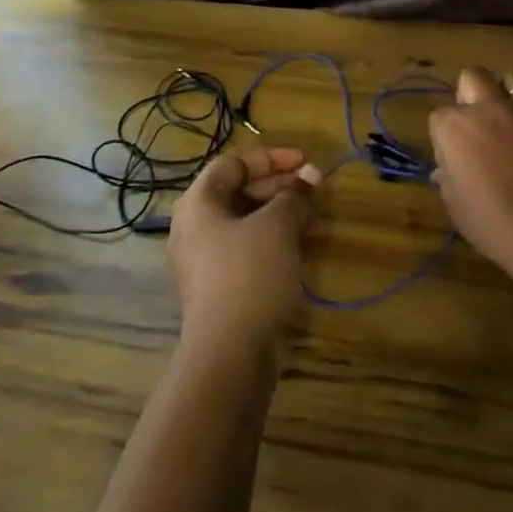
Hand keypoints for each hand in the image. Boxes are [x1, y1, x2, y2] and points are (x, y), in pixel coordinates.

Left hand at [168, 146, 321, 348]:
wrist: (229, 353)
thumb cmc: (249, 274)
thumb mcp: (277, 226)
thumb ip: (295, 195)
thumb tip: (309, 178)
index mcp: (198, 203)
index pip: (233, 163)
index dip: (271, 157)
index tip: (305, 161)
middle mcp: (196, 227)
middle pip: (239, 191)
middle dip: (281, 186)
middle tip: (316, 188)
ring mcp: (206, 260)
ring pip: (247, 222)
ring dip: (282, 214)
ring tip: (316, 217)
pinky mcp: (221, 287)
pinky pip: (249, 249)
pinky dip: (275, 240)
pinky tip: (303, 246)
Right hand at [428, 67, 512, 264]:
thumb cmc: (491, 223)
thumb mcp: (455, 205)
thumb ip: (450, 178)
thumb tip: (449, 169)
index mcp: (457, 126)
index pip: (440, 116)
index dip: (446, 137)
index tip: (454, 160)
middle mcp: (492, 109)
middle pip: (474, 76)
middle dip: (473, 92)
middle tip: (479, 124)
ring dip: (512, 95)